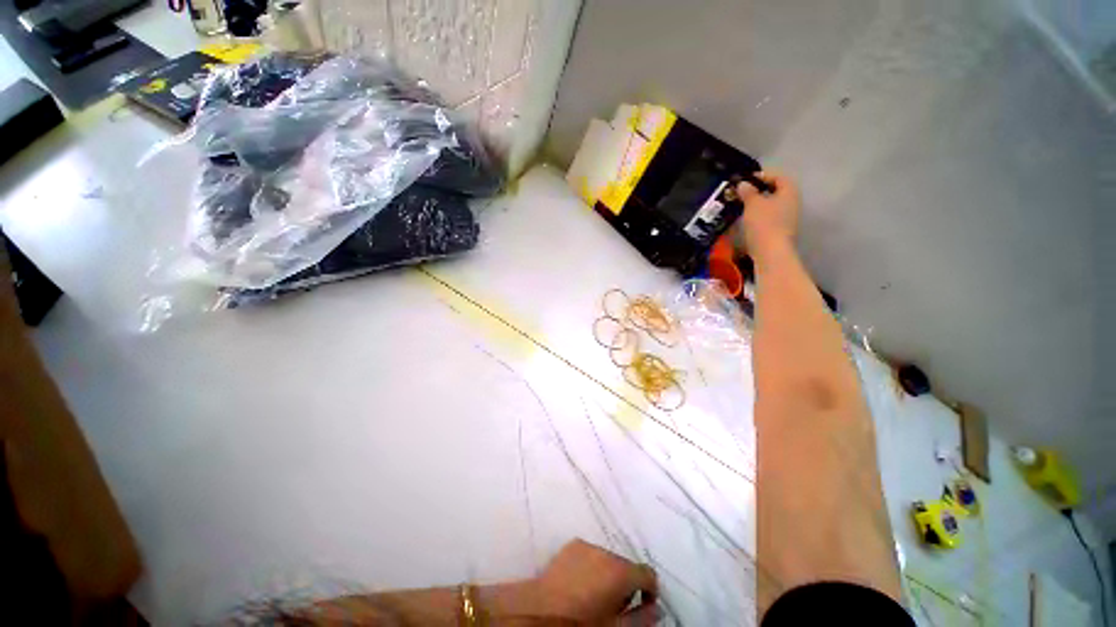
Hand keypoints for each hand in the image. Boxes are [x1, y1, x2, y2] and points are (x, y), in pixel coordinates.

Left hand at [528, 539, 658, 625]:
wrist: (541, 611)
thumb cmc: (582, 624)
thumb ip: (641, 618)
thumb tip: (657, 609)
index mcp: (621, 572)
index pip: (648, 573)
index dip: (649, 591)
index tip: (643, 606)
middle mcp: (607, 552)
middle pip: (626, 565)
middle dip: (626, 583)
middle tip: (615, 606)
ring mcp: (588, 545)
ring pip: (608, 559)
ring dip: (608, 574)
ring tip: (596, 595)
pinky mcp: (573, 544)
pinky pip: (591, 554)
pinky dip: (592, 566)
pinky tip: (581, 583)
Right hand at [733, 171, 800, 255]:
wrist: (771, 253)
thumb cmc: (764, 223)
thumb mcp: (753, 204)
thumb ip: (748, 192)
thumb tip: (743, 184)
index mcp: (789, 191)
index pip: (778, 176)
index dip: (762, 175)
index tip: (745, 179)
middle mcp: (792, 203)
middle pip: (775, 191)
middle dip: (758, 191)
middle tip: (741, 193)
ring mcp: (787, 219)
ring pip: (771, 205)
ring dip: (757, 205)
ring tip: (740, 206)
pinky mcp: (779, 231)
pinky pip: (768, 218)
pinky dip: (757, 216)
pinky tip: (745, 220)